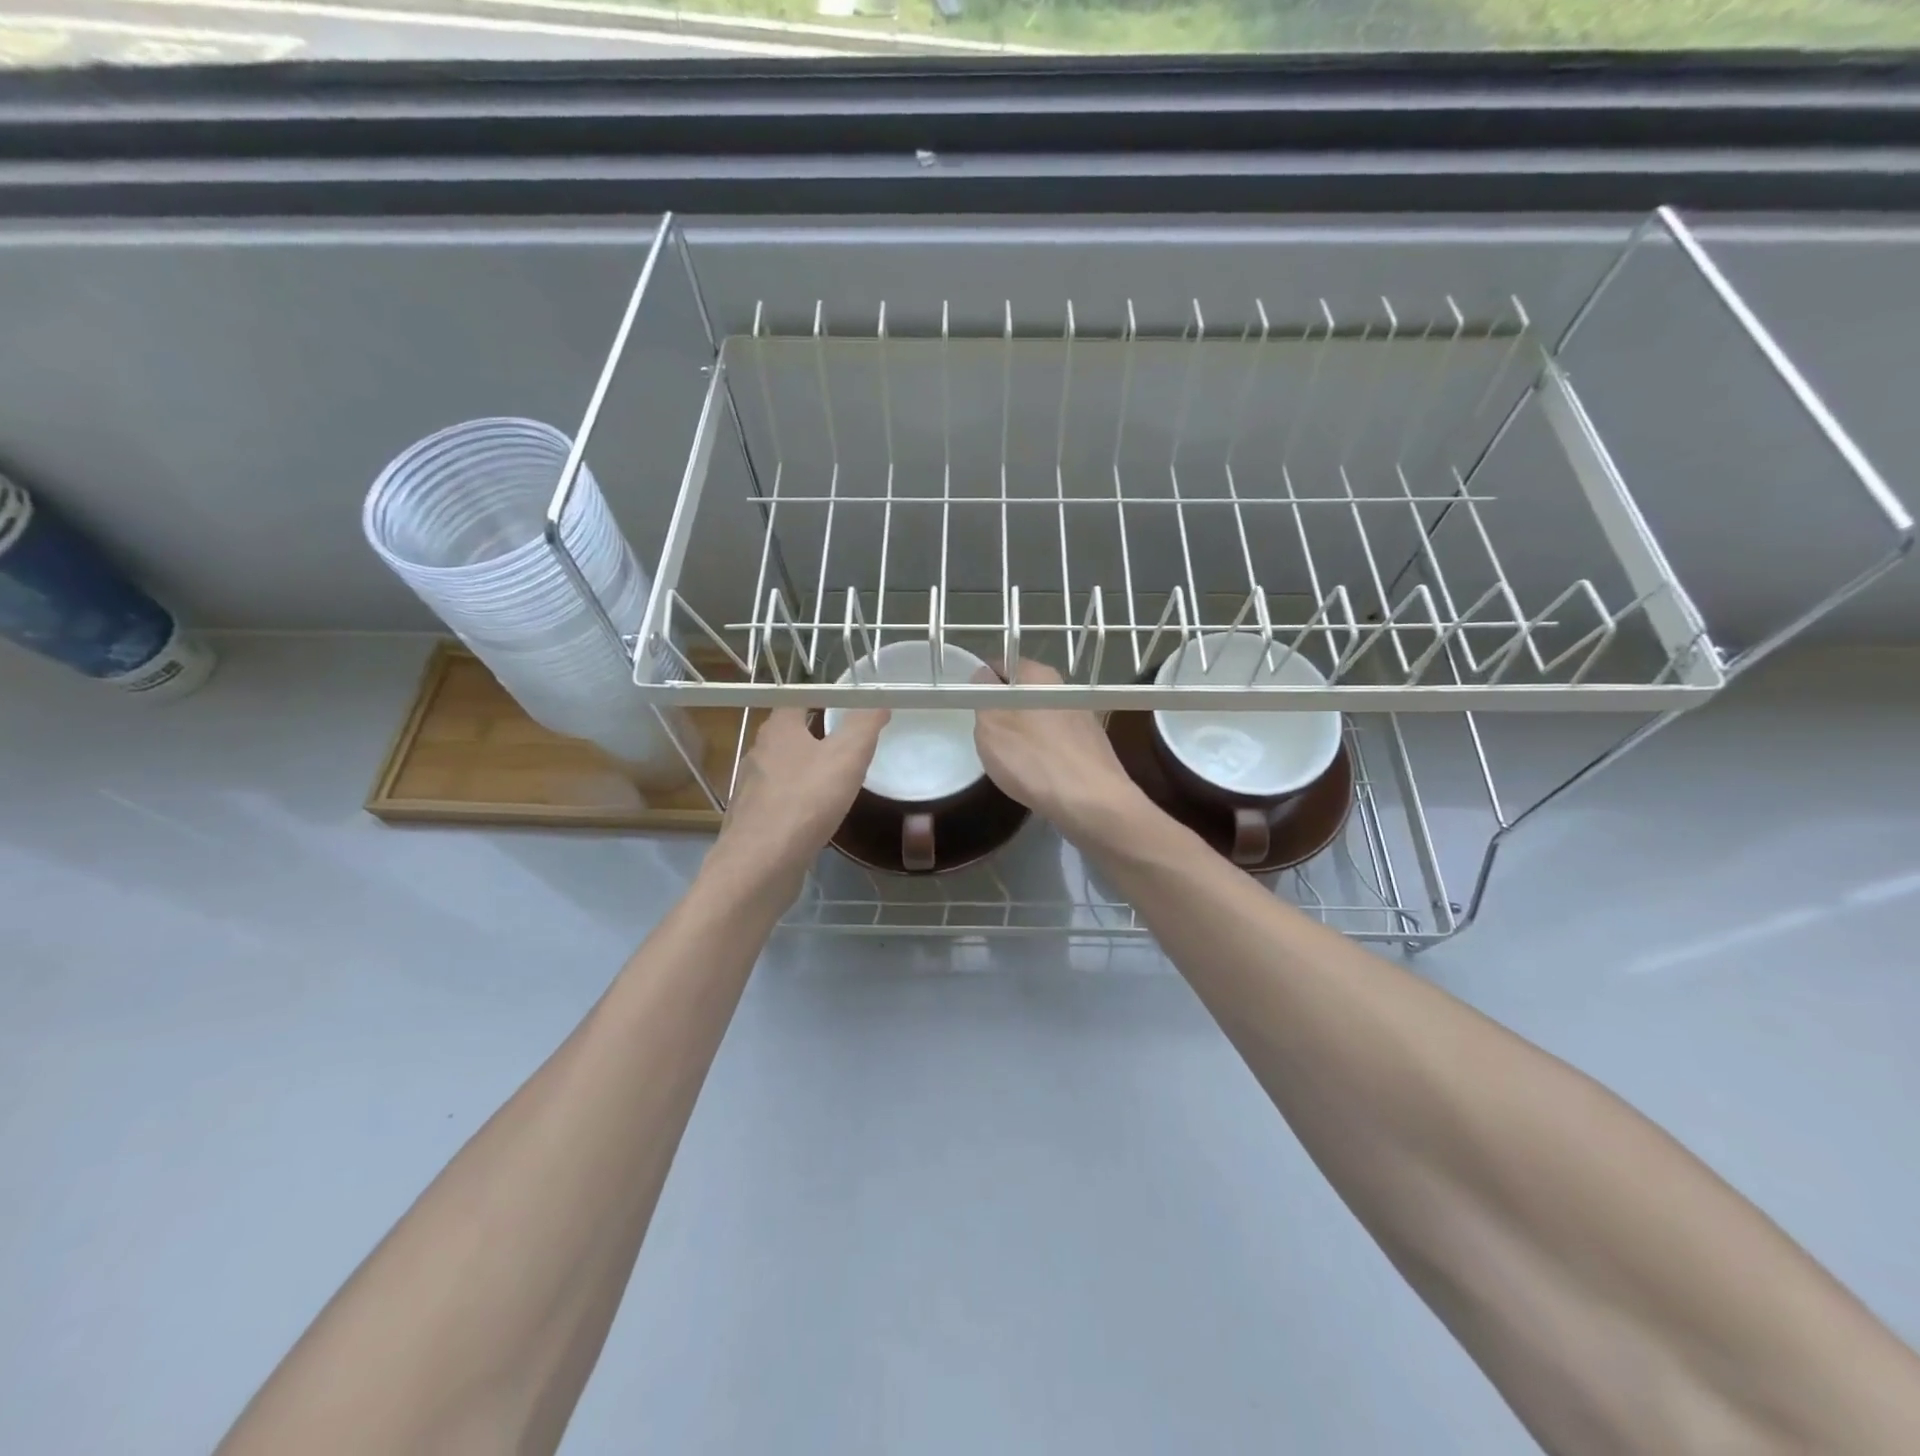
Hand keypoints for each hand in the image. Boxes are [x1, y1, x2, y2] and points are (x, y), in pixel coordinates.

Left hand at [710, 707, 886, 895]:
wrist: (761, 863)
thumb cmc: (806, 801)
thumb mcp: (847, 756)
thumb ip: (864, 725)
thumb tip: (879, 701)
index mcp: (778, 730)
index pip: (798, 699)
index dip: (823, 698)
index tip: (848, 705)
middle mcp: (758, 753)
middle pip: (789, 734)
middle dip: (815, 735)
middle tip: (847, 742)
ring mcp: (751, 788)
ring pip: (783, 769)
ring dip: (806, 770)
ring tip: (835, 780)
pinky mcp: (752, 819)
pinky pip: (779, 801)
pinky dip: (798, 802)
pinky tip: (815, 817)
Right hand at [970, 659, 1150, 848]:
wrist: (1092, 803)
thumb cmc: (1034, 758)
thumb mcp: (991, 723)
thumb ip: (983, 693)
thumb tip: (983, 675)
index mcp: (1038, 675)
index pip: (1000, 664)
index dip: (980, 681)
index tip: (968, 704)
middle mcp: (1064, 689)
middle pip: (1021, 692)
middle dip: (1002, 710)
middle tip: (985, 736)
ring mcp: (1081, 718)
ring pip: (1038, 718)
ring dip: (1022, 733)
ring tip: (1010, 759)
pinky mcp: (1090, 746)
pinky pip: (1055, 741)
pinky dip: (1042, 752)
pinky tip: (1037, 774)